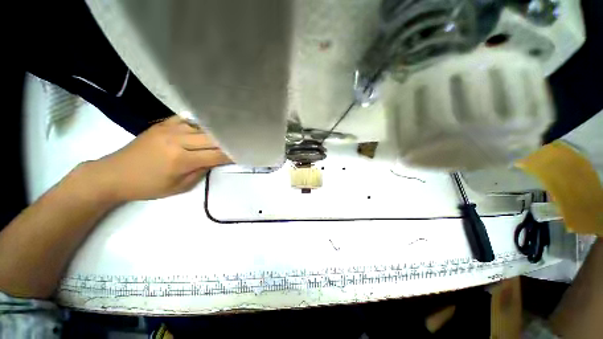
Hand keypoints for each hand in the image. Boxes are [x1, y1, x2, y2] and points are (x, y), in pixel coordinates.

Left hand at [85, 115, 230, 202]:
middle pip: (212, 138)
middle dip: (228, 142)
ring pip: (203, 128)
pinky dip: (200, 125)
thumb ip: (201, 171)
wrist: (114, 174)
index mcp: (181, 160)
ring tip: (226, 136)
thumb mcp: (179, 186)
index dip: (231, 155)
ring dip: (216, 133)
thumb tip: (215, 160)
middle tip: (238, 144)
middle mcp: (177, 140)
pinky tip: (206, 129)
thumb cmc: (148, 186)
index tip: (243, 154)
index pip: (216, 155)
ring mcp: (169, 129)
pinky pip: (188, 120)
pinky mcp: (162, 124)